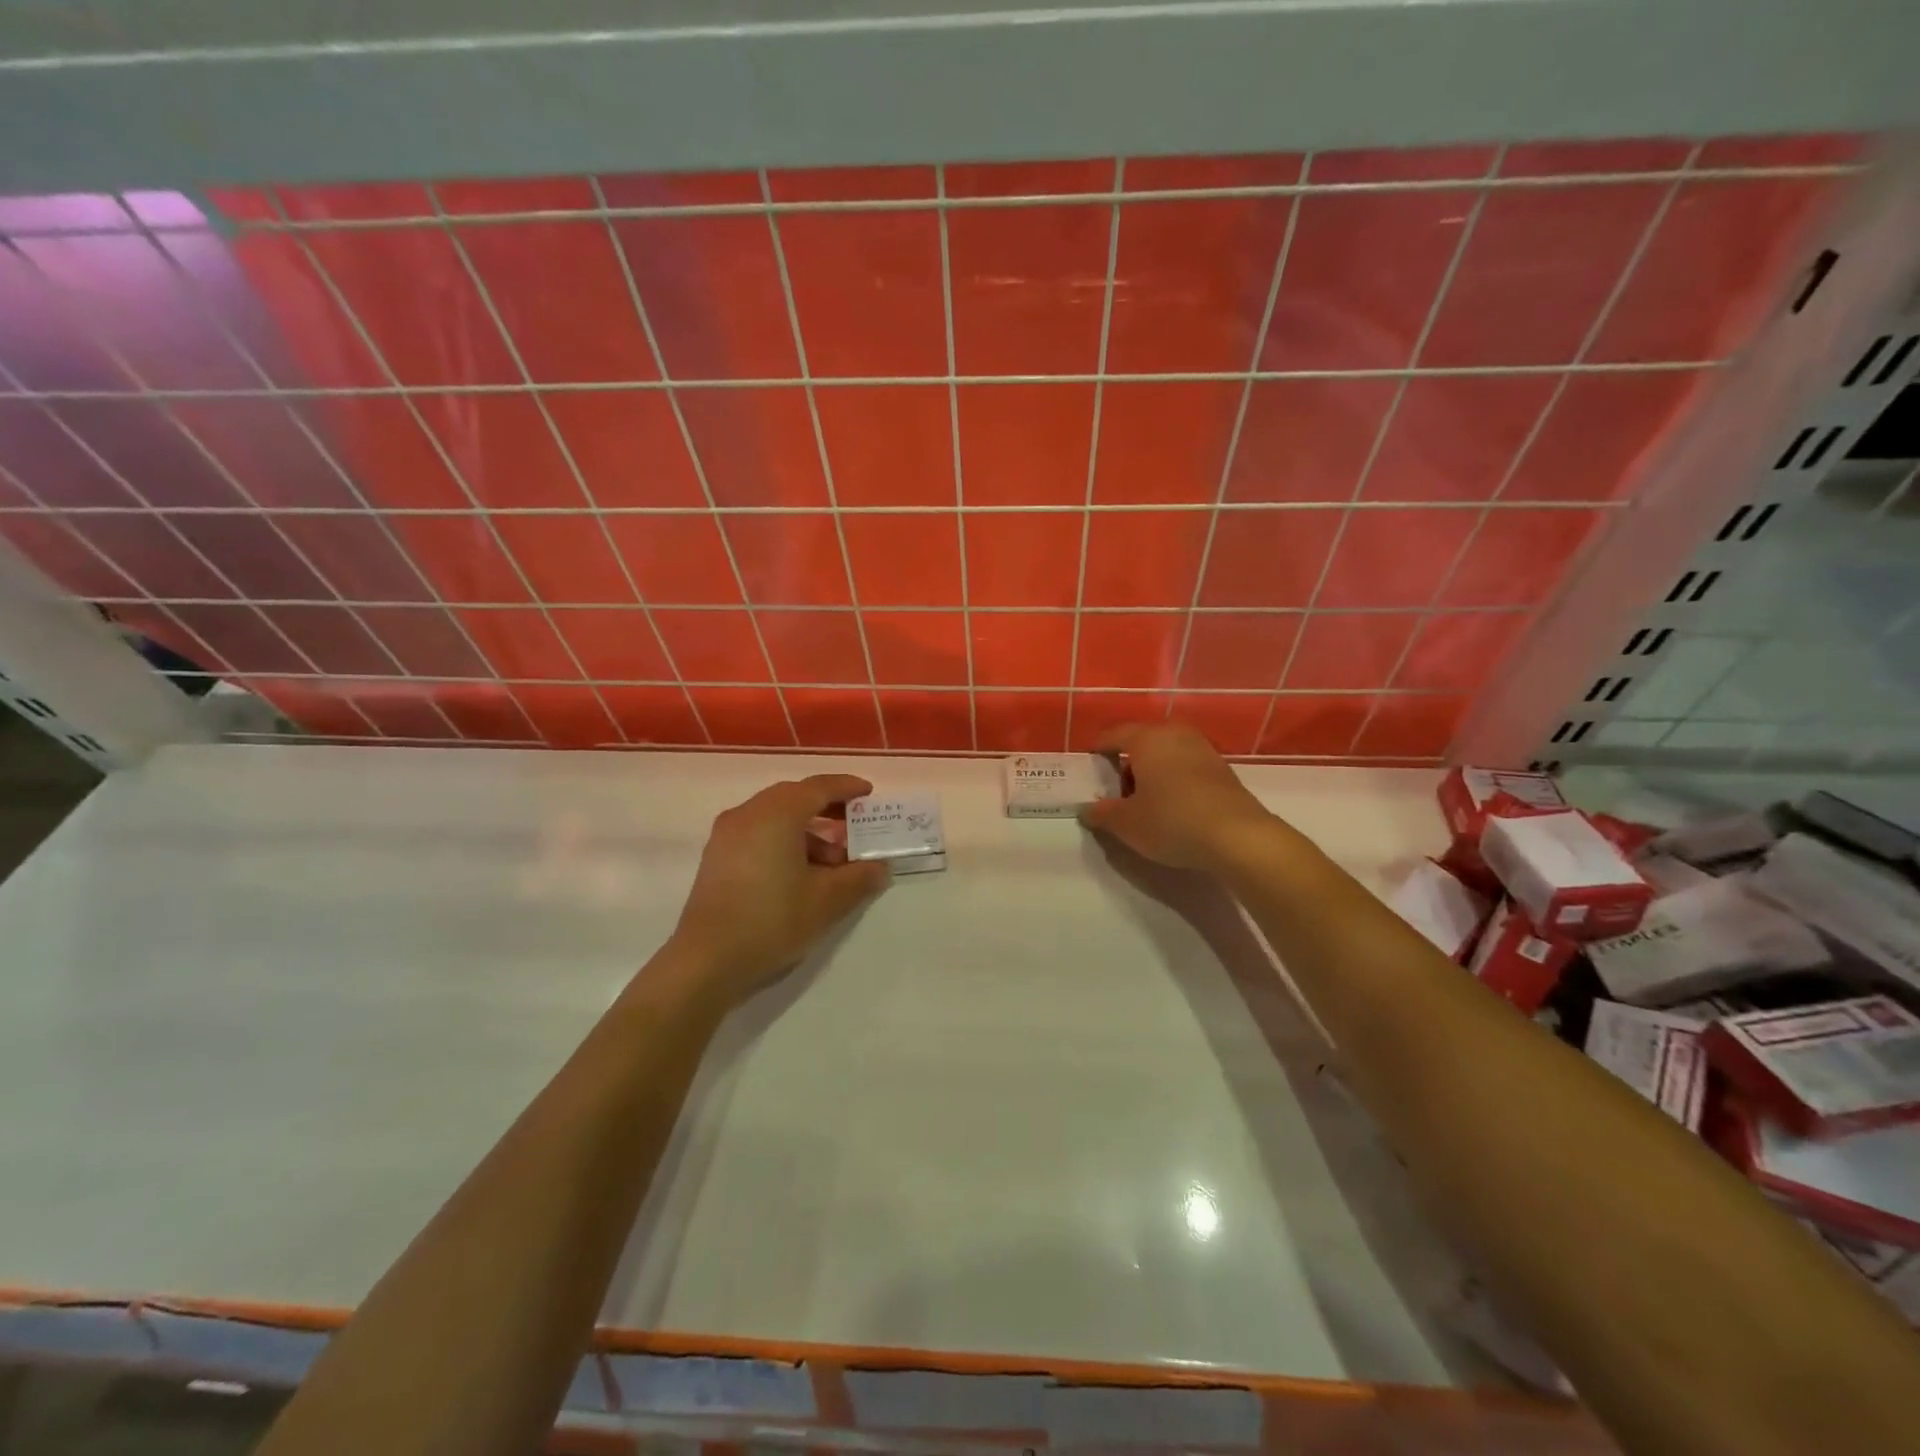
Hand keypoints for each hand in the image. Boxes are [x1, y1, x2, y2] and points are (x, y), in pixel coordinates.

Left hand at [671, 774, 889, 1002]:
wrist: (707, 962)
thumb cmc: (772, 920)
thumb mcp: (827, 901)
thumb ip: (859, 878)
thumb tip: (880, 868)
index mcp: (777, 814)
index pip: (819, 787)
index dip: (847, 788)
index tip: (869, 794)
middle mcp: (749, 814)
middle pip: (795, 798)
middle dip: (828, 809)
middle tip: (855, 827)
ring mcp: (727, 835)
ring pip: (775, 818)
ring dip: (807, 831)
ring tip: (833, 863)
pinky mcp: (717, 857)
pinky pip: (758, 834)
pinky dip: (784, 841)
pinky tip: (800, 874)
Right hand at [1080, 722, 1274, 872]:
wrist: (1238, 837)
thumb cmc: (1171, 821)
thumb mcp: (1126, 823)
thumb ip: (1102, 813)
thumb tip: (1087, 810)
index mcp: (1146, 738)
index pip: (1112, 735)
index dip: (1096, 750)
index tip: (1087, 767)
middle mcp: (1174, 734)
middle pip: (1140, 741)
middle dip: (1125, 763)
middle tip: (1114, 790)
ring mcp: (1202, 749)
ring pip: (1165, 753)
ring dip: (1150, 772)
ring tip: (1143, 801)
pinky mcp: (1221, 768)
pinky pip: (1185, 766)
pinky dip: (1172, 779)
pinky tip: (1171, 805)